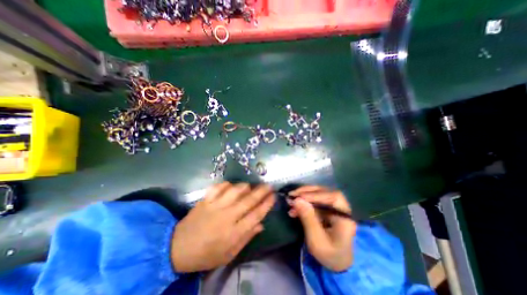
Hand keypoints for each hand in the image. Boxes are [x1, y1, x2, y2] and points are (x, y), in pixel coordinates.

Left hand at [171, 183, 275, 272]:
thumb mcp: (229, 254)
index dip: (266, 204)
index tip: (273, 196)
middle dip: (261, 191)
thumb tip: (261, 225)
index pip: (256, 215)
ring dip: (245, 187)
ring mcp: (215, 206)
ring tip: (250, 186)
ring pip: (235, 191)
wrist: (178, 248)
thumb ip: (246, 238)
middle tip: (269, 185)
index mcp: (234, 232)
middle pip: (248, 200)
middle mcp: (227, 216)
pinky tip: (230, 185)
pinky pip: (218, 187)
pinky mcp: (205, 200)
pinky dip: (226, 184)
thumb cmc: (206, 254)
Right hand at [287, 187, 358, 271]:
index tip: (298, 198)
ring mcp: (334, 207)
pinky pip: (315, 200)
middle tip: (291, 195)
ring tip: (291, 200)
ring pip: (319, 194)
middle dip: (307, 193)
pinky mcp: (327, 208)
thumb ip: (308, 219)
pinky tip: (295, 207)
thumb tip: (297, 200)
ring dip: (304, 195)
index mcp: (345, 217)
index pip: (333, 198)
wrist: (337, 262)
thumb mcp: (317, 241)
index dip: (315, 195)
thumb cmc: (329, 255)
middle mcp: (341, 208)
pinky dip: (304, 201)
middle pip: (325, 192)